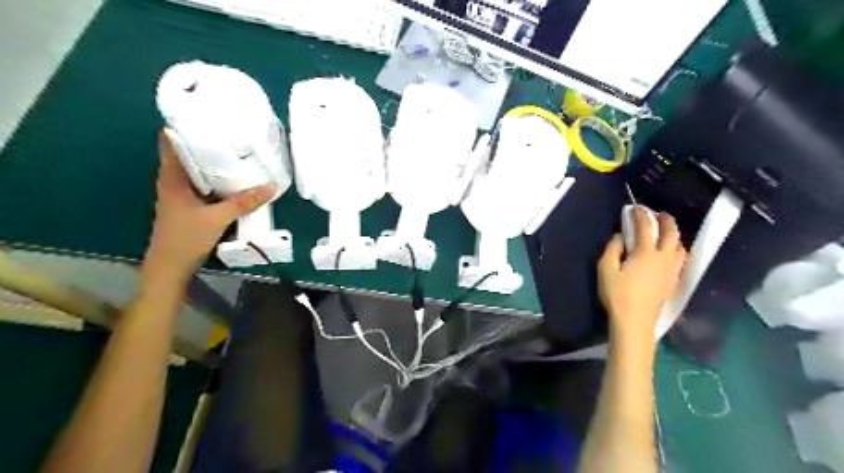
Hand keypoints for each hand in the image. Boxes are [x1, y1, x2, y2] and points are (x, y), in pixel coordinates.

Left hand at [142, 130, 276, 283]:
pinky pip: (204, 185)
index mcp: (172, 177)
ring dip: (213, 162)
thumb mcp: (218, 218)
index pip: (171, 142)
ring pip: (197, 170)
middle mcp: (174, 181)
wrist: (170, 267)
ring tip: (237, 152)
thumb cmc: (186, 238)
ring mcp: (181, 194)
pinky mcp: (190, 205)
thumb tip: (271, 186)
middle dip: (206, 142)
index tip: (206, 116)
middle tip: (231, 132)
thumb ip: (244, 202)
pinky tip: (235, 180)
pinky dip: (217, 179)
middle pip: (187, 154)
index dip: (185, 126)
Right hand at [600, 207, 683, 343]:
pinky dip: (676, 249)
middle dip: (666, 220)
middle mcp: (664, 258)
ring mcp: (671, 270)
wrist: (634, 320)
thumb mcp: (606, 269)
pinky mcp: (673, 281)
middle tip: (658, 214)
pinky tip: (669, 253)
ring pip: (680, 247)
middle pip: (672, 234)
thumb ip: (612, 249)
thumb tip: (619, 236)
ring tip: (665, 233)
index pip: (646, 227)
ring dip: (674, 235)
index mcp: (646, 253)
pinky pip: (680, 259)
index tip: (635, 208)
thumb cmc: (617, 294)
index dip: (641, 215)